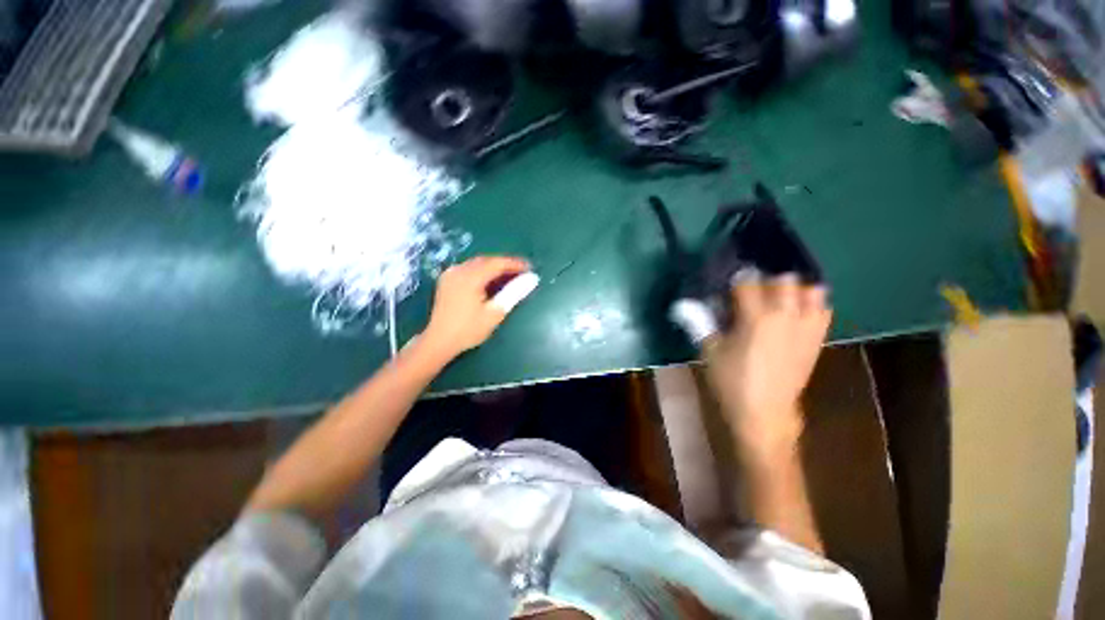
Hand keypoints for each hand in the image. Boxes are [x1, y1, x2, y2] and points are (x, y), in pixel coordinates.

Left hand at [422, 256, 530, 359]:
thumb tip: (532, 279)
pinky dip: (482, 272)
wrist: (439, 341)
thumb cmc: (469, 329)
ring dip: (494, 268)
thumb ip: (514, 293)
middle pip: (486, 261)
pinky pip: (468, 269)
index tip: (530, 268)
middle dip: (505, 265)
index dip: (515, 264)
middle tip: (522, 273)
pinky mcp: (447, 281)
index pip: (497, 263)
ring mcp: (450, 274)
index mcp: (470, 277)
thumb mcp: (495, 313)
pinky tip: (490, 281)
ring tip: (509, 277)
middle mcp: (459, 270)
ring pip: (477, 264)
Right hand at [704, 274, 831, 448]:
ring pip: (811, 292)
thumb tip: (686, 304)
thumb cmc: (732, 381)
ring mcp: (806, 328)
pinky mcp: (817, 340)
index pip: (748, 284)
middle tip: (752, 294)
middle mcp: (786, 316)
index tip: (728, 285)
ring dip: (794, 291)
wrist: (765, 413)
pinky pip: (823, 311)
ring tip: (778, 301)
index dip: (736, 281)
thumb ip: (699, 322)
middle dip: (767, 282)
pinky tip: (795, 314)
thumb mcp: (709, 351)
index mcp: (756, 318)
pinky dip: (811, 306)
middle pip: (785, 280)